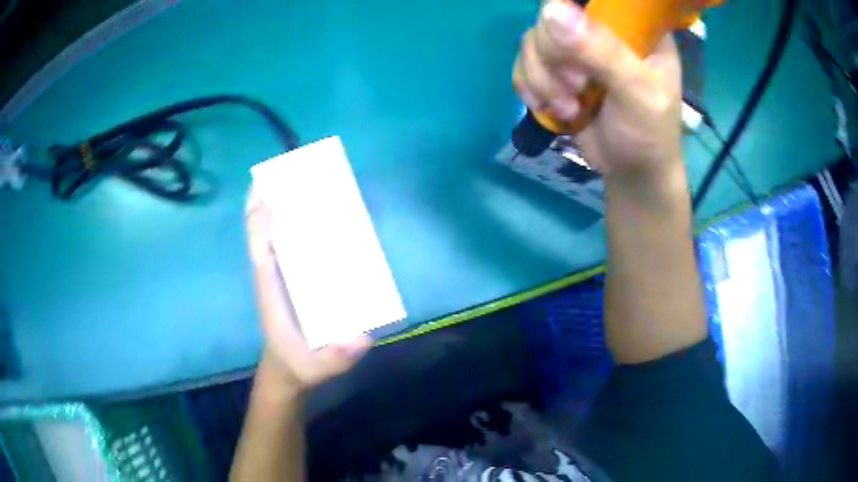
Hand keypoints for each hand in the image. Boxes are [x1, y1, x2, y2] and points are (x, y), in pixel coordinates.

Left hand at [245, 187, 370, 389]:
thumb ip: (338, 357)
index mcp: (270, 290)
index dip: (263, 218)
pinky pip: (287, 241)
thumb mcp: (319, 368)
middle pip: (262, 229)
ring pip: (272, 231)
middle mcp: (271, 274)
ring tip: (301, 179)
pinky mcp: (290, 276)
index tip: (276, 191)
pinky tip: (317, 210)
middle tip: (288, 169)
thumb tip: (361, 335)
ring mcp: (278, 273)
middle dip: (268, 198)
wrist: (288, 370)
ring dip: (279, 204)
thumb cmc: (299, 364)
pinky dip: (293, 220)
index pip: (260, 247)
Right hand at [512, 0, 681, 176]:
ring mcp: (576, 48)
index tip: (576, 49)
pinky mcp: (555, 69)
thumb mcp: (637, 92)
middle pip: (552, 15)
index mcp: (633, 25)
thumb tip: (551, 9)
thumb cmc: (648, 133)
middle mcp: (601, 28)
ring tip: (569, 108)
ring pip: (532, 40)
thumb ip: (602, 51)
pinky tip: (550, 108)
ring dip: (542, 78)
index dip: (570, 12)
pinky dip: (530, 87)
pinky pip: (523, 62)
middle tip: (577, 87)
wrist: (631, 172)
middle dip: (555, 57)